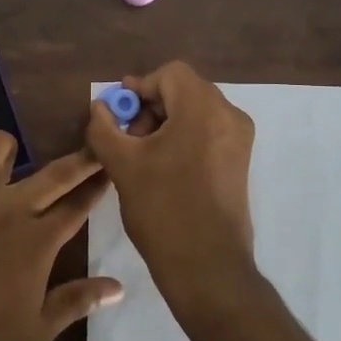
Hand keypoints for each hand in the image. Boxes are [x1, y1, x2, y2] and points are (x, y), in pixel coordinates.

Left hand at [0, 131, 124, 340]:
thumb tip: (117, 286)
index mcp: (37, 243)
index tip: (110, 171)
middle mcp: (6, 210)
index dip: (98, 185)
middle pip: (54, 172)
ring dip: (4, 152)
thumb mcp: (34, 337)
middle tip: (91, 149)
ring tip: (2, 167)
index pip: (78, 205)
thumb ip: (76, 303)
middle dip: (80, 158)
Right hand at [85, 61, 257, 297]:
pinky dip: (184, 137)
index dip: (139, 88)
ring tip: (142, 155)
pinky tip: (163, 166)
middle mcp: (229, 115)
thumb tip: (100, 107)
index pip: (169, 74)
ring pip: (196, 111)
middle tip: (127, 137)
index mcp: (204, 108)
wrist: (207, 266)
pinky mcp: (240, 161)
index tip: (118, 114)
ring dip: (166, 122)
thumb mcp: (122, 165)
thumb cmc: (163, 209)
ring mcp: (239, 139)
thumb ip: (104, 127)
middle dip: (151, 107)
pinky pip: (208, 131)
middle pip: (184, 90)